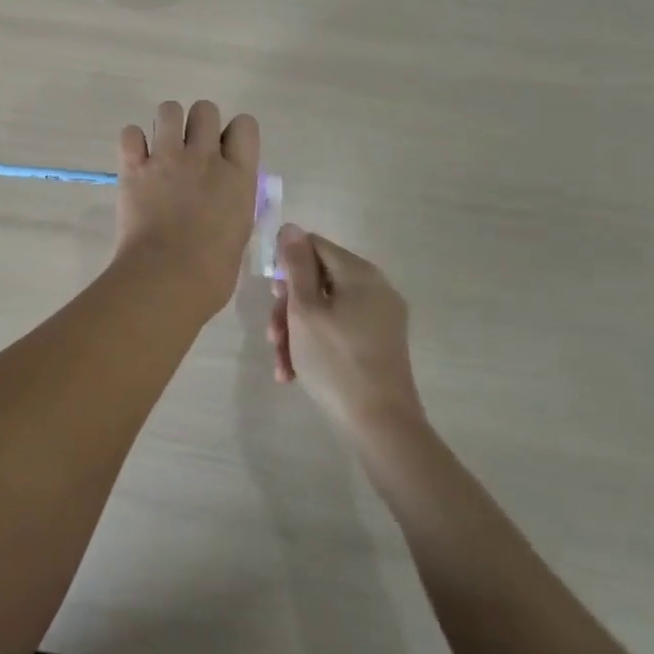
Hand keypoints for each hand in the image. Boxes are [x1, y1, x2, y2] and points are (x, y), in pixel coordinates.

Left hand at [113, 101, 259, 316]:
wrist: (167, 278)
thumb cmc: (212, 271)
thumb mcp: (239, 232)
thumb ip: (233, 202)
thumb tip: (224, 197)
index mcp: (238, 176)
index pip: (245, 126)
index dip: (234, 134)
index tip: (226, 151)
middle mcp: (205, 157)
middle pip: (205, 109)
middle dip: (198, 123)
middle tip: (191, 149)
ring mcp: (167, 158)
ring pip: (168, 109)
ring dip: (166, 124)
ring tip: (162, 148)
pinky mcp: (134, 167)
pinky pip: (130, 133)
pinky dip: (133, 143)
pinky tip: (136, 160)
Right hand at [267, 225, 424, 437]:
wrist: (380, 426)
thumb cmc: (336, 362)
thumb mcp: (305, 310)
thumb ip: (296, 265)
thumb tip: (291, 227)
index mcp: (360, 274)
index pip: (314, 245)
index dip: (288, 264)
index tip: (272, 295)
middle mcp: (376, 288)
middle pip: (317, 279)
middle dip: (288, 306)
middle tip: (273, 333)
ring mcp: (381, 318)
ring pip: (324, 308)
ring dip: (295, 330)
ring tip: (281, 361)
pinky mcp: (379, 344)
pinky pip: (339, 329)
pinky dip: (315, 343)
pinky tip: (294, 371)